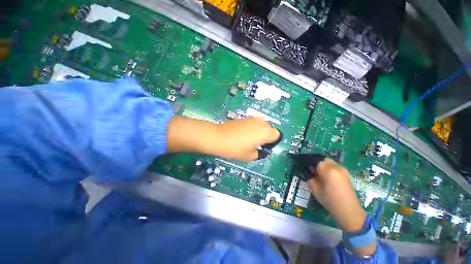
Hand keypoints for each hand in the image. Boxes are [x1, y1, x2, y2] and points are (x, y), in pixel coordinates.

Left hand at [166, 116, 279, 160]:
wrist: (218, 138)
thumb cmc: (236, 148)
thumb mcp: (250, 156)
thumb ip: (259, 153)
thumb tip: (261, 151)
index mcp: (266, 132)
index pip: (277, 135)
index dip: (273, 142)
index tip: (265, 147)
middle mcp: (261, 122)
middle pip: (269, 128)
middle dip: (266, 136)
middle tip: (257, 144)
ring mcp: (252, 118)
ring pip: (261, 125)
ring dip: (259, 131)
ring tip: (250, 139)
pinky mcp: (244, 118)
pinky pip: (253, 123)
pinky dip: (252, 128)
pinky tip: (243, 134)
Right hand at [308, 158, 376, 255]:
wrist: (351, 215)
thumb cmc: (331, 203)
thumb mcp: (315, 190)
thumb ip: (311, 178)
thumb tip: (310, 171)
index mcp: (329, 171)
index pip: (316, 160)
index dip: (308, 161)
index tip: (303, 164)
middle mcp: (338, 168)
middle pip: (323, 160)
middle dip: (316, 164)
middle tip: (312, 172)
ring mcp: (345, 172)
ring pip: (330, 163)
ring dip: (323, 167)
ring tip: (319, 176)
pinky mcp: (348, 176)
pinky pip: (335, 168)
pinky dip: (329, 170)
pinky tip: (328, 180)